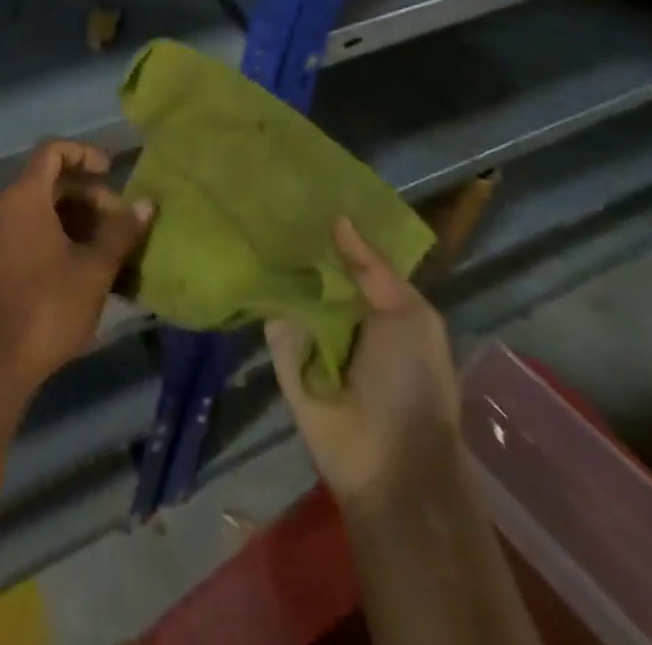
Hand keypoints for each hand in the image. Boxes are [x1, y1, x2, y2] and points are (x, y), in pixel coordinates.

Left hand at [0, 140, 153, 400]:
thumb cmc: (49, 305)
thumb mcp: (95, 267)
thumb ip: (122, 231)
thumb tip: (147, 203)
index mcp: (24, 197)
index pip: (53, 151)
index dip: (84, 154)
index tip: (111, 173)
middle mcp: (5, 208)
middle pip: (50, 181)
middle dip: (89, 195)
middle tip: (120, 222)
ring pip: (42, 209)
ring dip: (78, 218)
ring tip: (110, 246)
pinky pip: (31, 231)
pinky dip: (60, 236)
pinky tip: (87, 266)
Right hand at [266, 217, 461, 514]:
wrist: (390, 464)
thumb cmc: (413, 382)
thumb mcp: (409, 314)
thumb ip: (373, 266)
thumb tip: (338, 218)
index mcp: (375, 301)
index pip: (348, 253)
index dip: (332, 225)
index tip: (307, 187)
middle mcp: (339, 310)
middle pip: (314, 265)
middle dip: (298, 236)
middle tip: (271, 192)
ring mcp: (307, 330)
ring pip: (288, 284)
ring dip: (274, 258)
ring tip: (248, 212)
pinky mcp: (281, 351)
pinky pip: (269, 314)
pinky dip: (259, 291)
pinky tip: (239, 254)